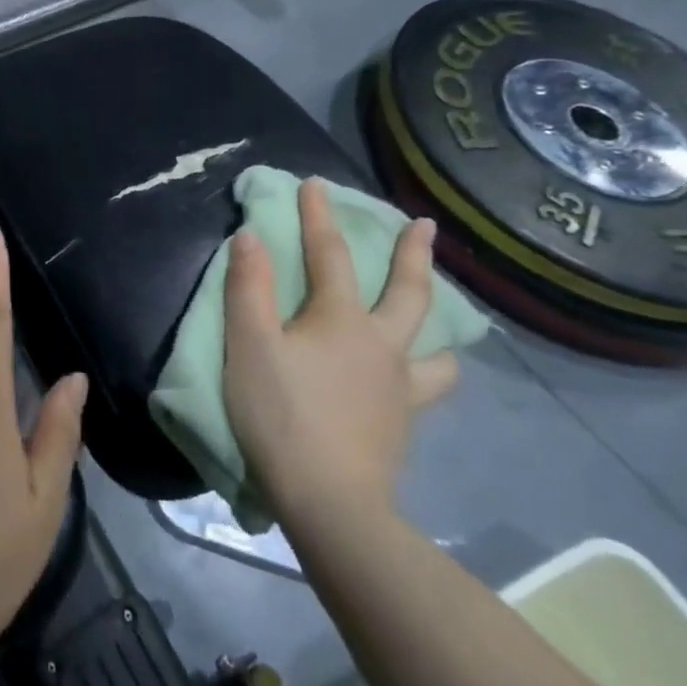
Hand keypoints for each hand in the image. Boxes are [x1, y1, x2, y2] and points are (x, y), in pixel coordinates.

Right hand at [221, 179, 458, 526]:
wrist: (330, 502)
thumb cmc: (281, 414)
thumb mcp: (249, 344)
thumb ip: (249, 287)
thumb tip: (252, 236)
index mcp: (343, 320)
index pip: (331, 254)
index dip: (319, 215)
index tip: (315, 183)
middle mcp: (383, 345)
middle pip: (409, 292)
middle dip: (414, 253)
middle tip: (425, 225)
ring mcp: (400, 387)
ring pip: (435, 348)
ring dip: (436, 324)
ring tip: (434, 318)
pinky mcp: (403, 423)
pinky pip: (426, 387)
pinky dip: (427, 371)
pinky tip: (414, 377)